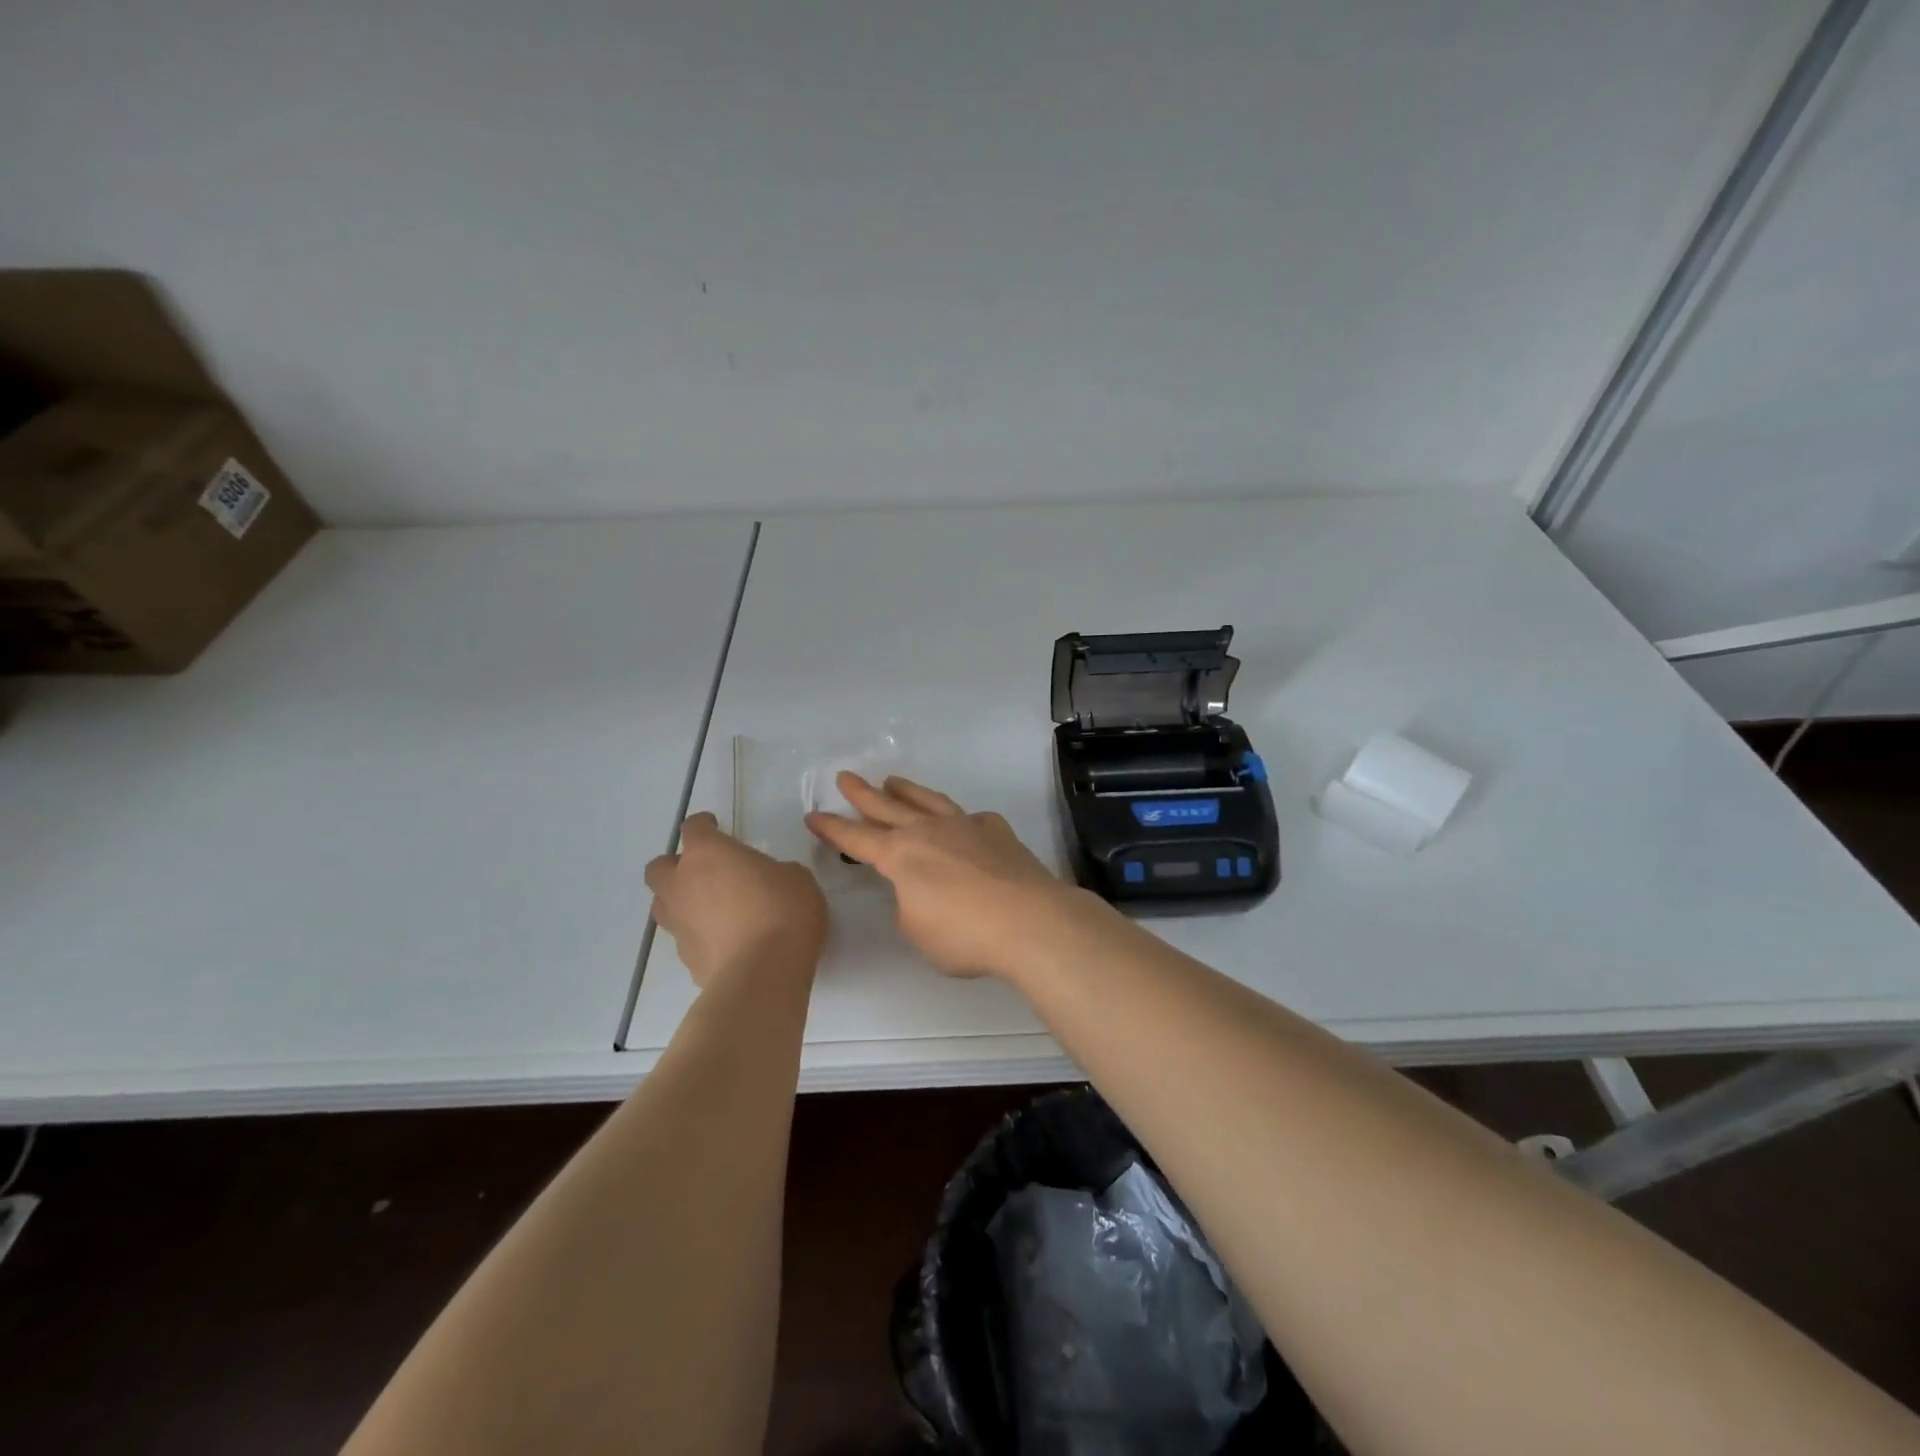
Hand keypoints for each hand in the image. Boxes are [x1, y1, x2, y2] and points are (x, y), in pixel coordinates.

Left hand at [645, 812, 827, 987]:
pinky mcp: (686, 959)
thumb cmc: (783, 911)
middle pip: (659, 868)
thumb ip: (775, 872)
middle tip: (705, 872)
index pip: (693, 827)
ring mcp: (679, 924)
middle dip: (676, 866)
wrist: (764, 973)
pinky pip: (685, 938)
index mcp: (708, 853)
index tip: (715, 826)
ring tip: (711, 908)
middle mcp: (682, 884)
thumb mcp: (796, 878)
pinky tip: (725, 942)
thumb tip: (769, 883)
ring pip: (664, 905)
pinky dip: (699, 935)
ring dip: (681, 901)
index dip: (704, 825)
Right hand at [805, 774, 1093, 978]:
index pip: (856, 839)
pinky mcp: (996, 831)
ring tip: (894, 781)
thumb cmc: (964, 934)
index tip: (813, 816)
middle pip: (888, 806)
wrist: (1029, 920)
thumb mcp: (918, 929)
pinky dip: (959, 818)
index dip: (833, 829)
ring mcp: (965, 826)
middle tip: (846, 777)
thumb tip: (920, 889)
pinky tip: (962, 821)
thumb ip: (909, 904)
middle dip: (863, 793)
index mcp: (901, 855)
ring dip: (907, 791)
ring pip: (928, 800)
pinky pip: (970, 818)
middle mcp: (929, 831)